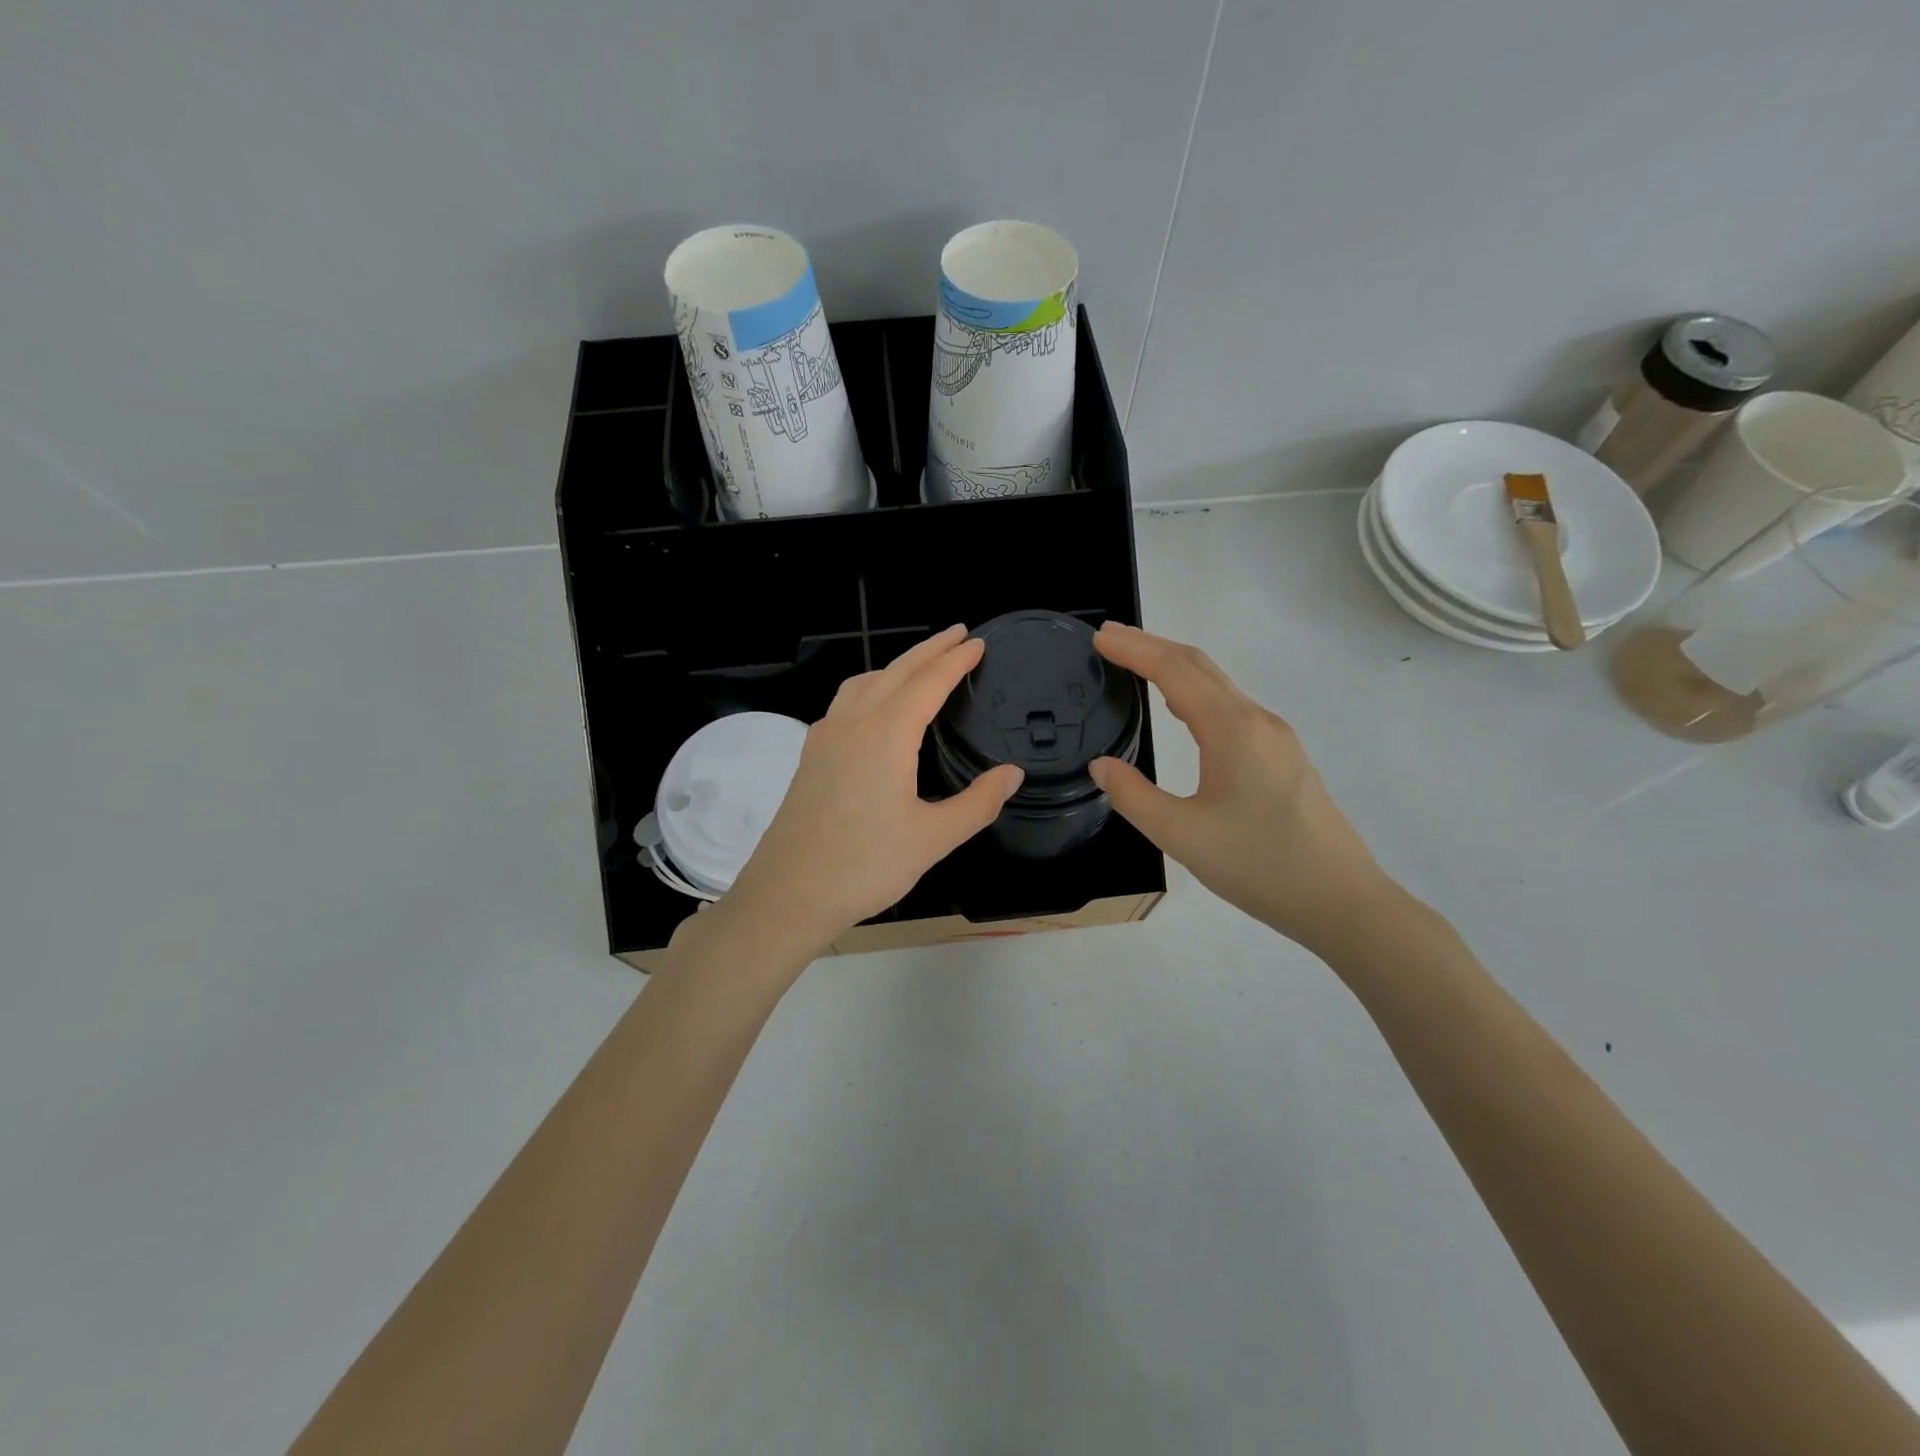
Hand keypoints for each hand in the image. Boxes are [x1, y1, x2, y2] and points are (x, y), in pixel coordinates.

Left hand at [715, 625, 1024, 961]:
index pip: (928, 683)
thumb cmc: (865, 866)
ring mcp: (825, 737)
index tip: (977, 643)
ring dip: (896, 666)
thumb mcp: (933, 838)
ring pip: (864, 682)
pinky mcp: (810, 755)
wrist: (788, 894)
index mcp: (886, 734)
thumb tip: (1012, 773)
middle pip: (895, 671)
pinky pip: (845, 702)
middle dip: (929, 650)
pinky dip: (870, 687)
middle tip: (958, 634)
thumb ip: (978, 802)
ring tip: (920, 666)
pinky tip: (875, 708)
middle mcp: (853, 723)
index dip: (955, 661)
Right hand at [1089, 622, 1392, 951]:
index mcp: (1232, 730)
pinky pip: (1231, 706)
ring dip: (1175, 666)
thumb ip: (1134, 796)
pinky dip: (1196, 690)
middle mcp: (1256, 721)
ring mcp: (1275, 737)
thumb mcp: (1182, 836)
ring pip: (1218, 685)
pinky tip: (1182, 707)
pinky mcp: (1282, 756)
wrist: (1342, 900)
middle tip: (1109, 640)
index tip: (1099, 638)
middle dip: (1152, 646)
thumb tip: (1101, 765)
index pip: (1175, 671)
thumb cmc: (1260, 866)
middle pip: (1199, 666)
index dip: (1135, 649)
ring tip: (1136, 664)